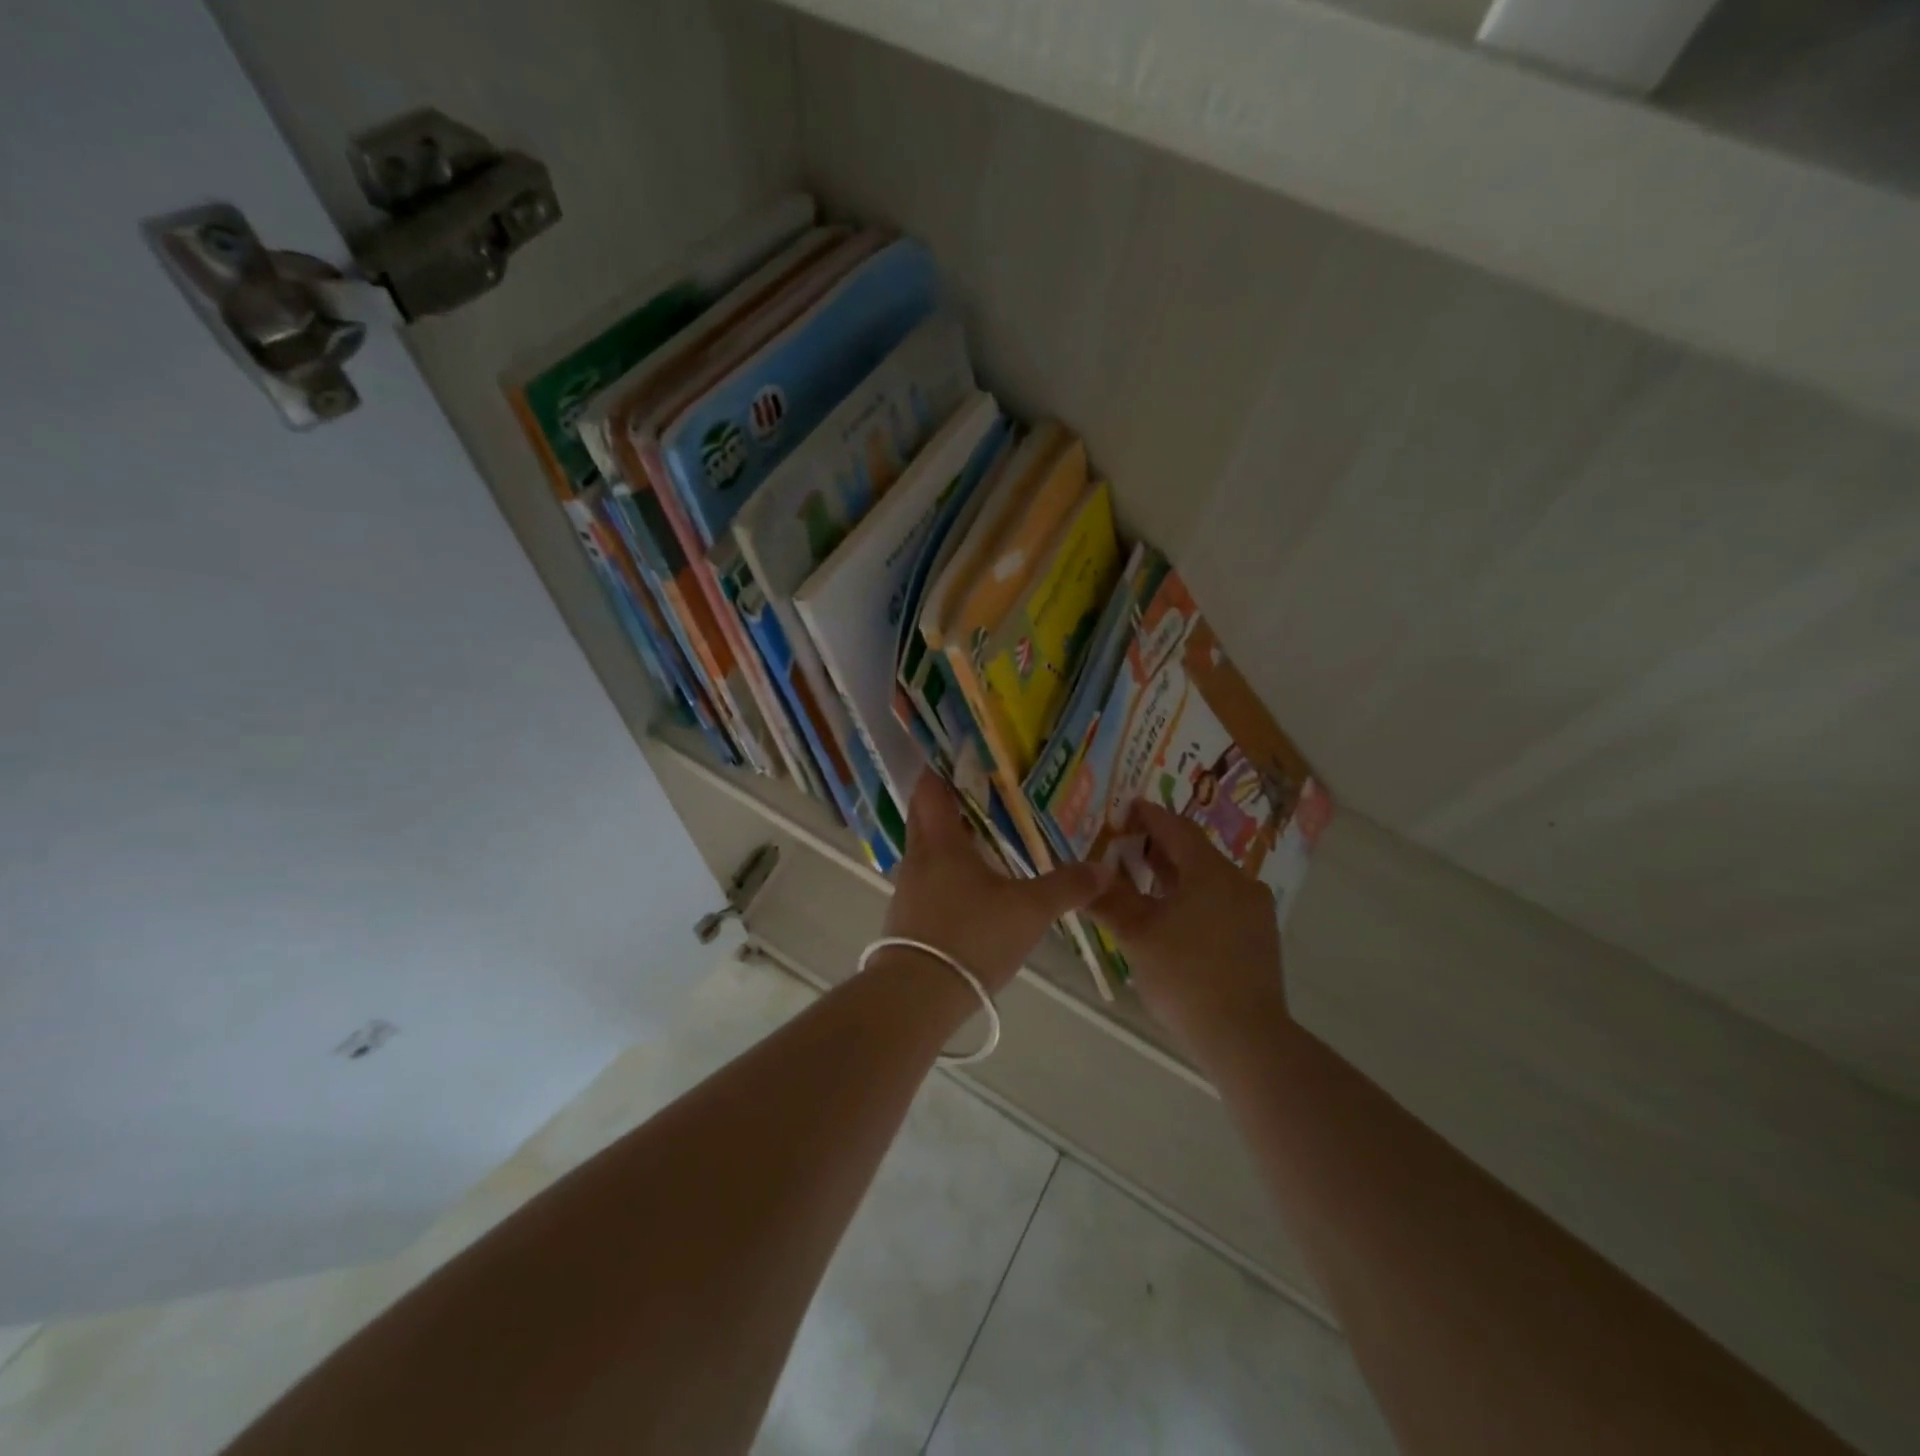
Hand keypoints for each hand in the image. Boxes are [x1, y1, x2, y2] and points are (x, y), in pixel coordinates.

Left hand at [883, 775, 1112, 994]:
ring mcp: (907, 889)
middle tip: (979, 792)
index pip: (930, 790)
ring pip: (925, 850)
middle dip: (945, 801)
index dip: (941, 770)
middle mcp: (918, 858)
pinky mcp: (907, 918)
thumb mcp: (1029, 910)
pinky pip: (926, 880)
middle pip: (923, 816)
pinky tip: (969, 885)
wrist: (919, 994)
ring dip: (946, 839)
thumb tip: (1105, 868)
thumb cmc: (972, 936)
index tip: (958, 756)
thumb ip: (1066, 887)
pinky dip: (944, 871)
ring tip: (981, 836)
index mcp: (940, 841)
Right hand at [1090, 802, 1289, 1050]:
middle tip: (1126, 846)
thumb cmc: (1185, 976)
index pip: (1177, 829)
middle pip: (1195, 853)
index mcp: (1211, 873)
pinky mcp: (1260, 937)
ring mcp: (1255, 911)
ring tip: (1143, 882)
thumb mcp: (1137, 936)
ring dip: (1176, 875)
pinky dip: (1194, 898)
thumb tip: (1087, 878)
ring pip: (1209, 879)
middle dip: (1159, 847)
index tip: (1127, 809)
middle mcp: (1239, 882)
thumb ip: (1110, 901)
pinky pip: (1221, 901)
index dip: (1150, 816)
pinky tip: (1172, 916)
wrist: (1245, 1037)